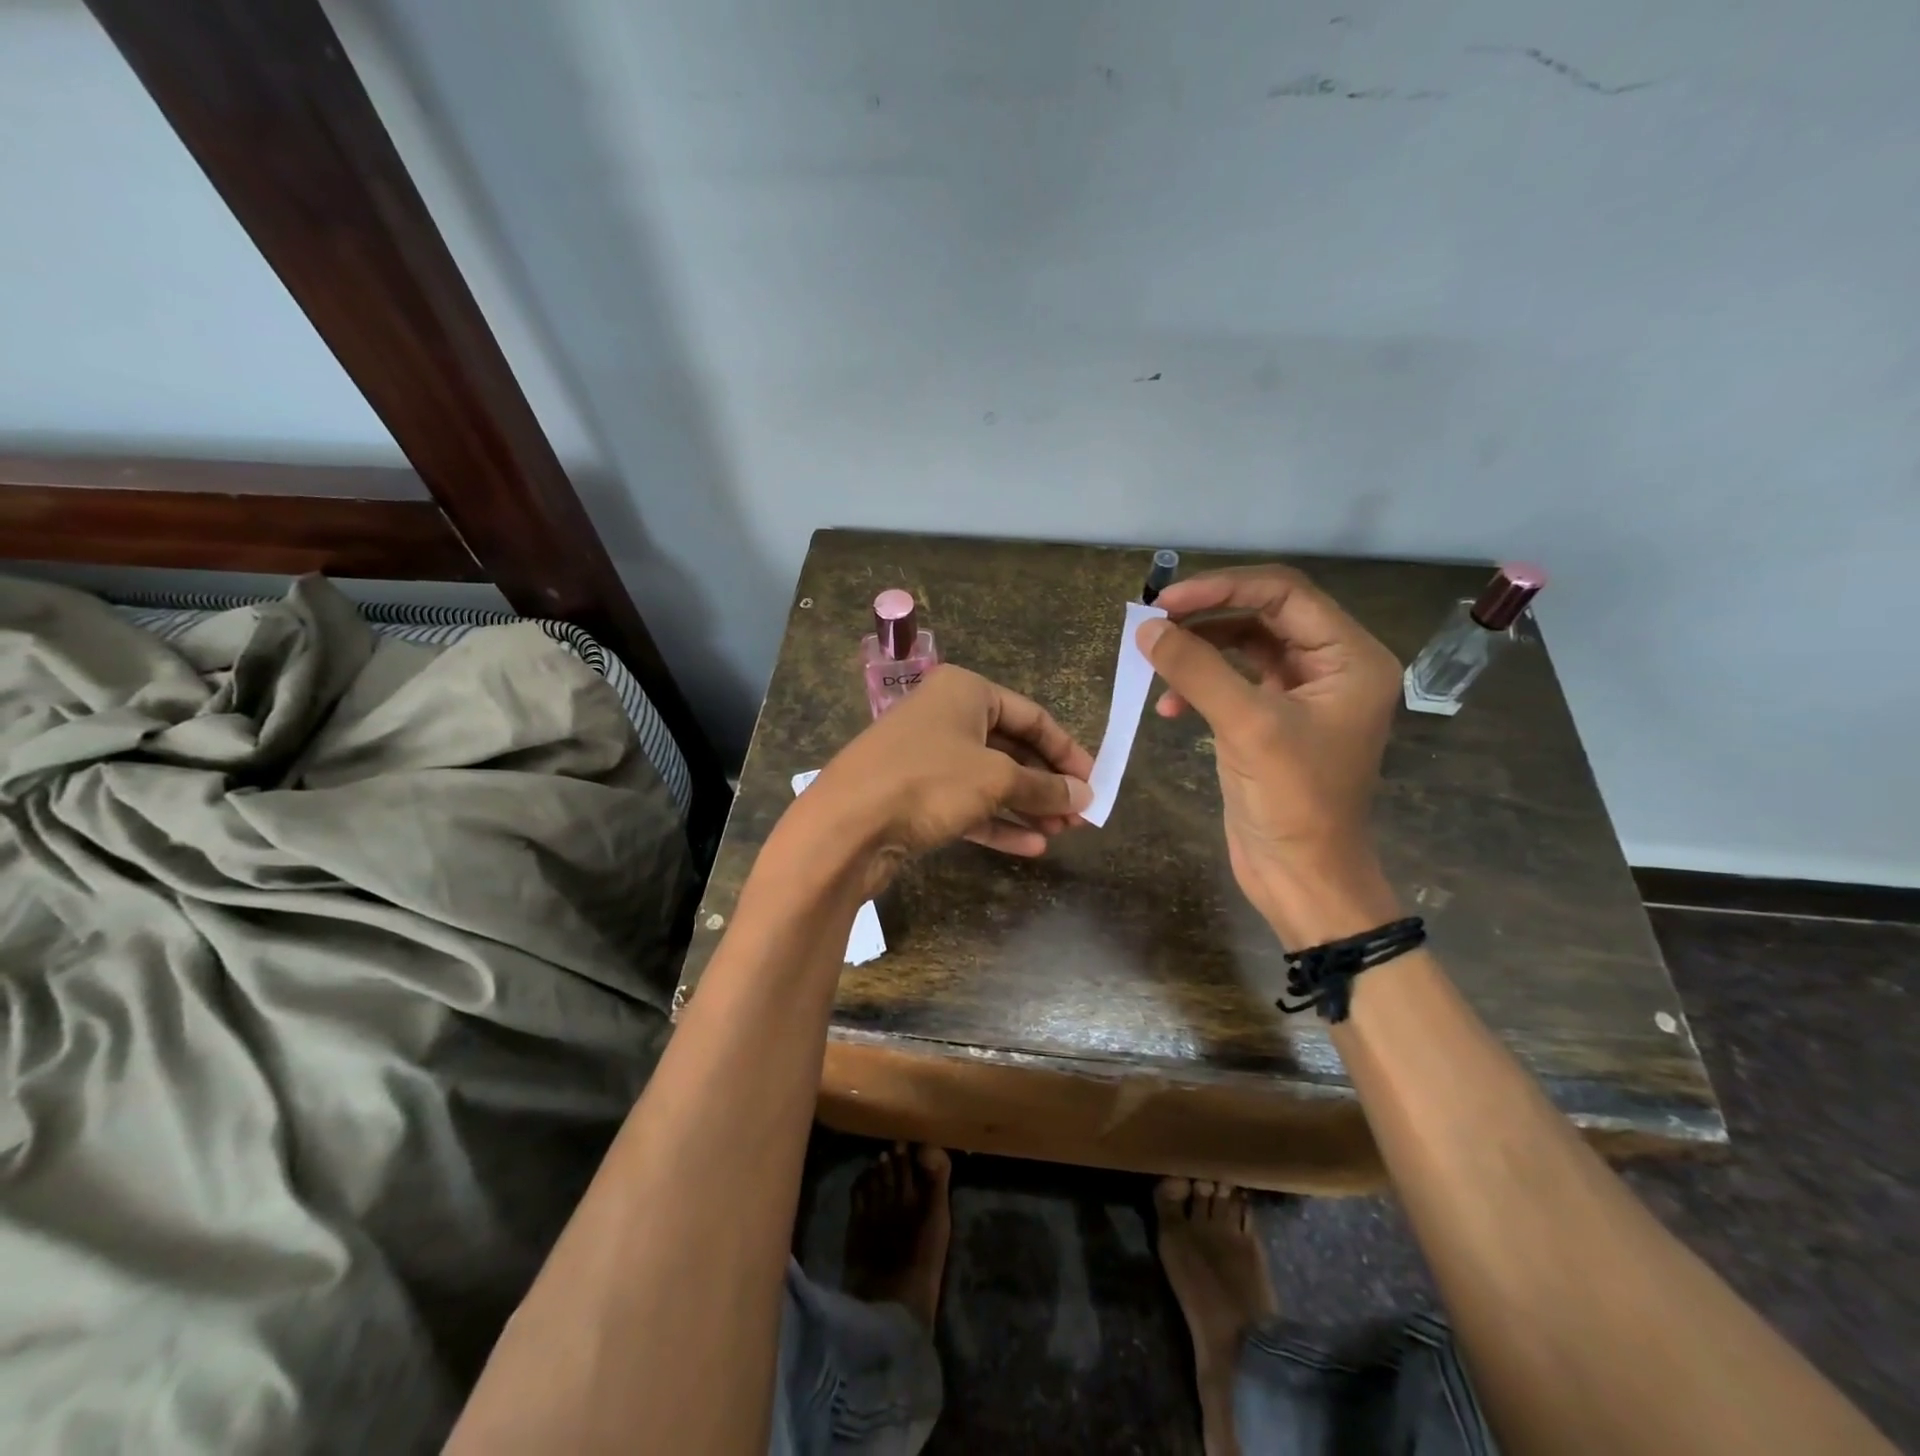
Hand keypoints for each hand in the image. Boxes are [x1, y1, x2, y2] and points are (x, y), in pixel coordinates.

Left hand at [791, 665, 1094, 892]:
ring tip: (1064, 834)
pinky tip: (1031, 848)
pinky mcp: (915, 797)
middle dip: (1046, 784)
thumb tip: (1085, 797)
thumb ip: (1044, 787)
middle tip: (1081, 816)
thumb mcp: (996, 779)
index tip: (1094, 782)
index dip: (1066, 750)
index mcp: (964, 692)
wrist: (845, 826)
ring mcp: (927, 758)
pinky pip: (967, 806)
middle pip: (1011, 749)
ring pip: (990, 781)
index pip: (1031, 716)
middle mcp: (945, 718)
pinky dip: (998, 824)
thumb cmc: (927, 781)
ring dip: (1027, 807)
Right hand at [1138, 565, 1402, 943]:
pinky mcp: (1271, 720)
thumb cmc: (1294, 801)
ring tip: (1154, 661)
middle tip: (1152, 623)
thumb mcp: (1247, 727)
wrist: (1302, 876)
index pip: (1284, 593)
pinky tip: (1168, 709)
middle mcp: (1330, 666)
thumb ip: (1197, 670)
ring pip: (1243, 646)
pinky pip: (1231, 682)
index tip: (1166, 602)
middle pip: (1262, 614)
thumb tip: (1147, 628)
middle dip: (1206, 616)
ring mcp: (1299, 694)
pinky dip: (1198, 686)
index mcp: (1349, 657)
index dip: (1222, 588)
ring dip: (1197, 651)